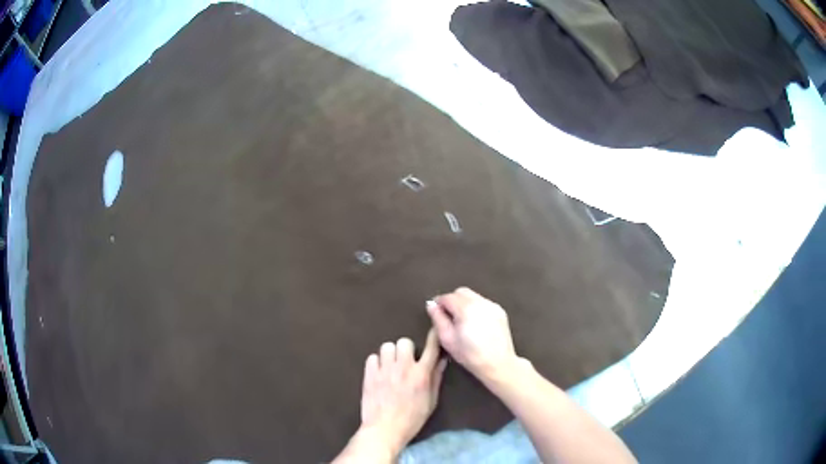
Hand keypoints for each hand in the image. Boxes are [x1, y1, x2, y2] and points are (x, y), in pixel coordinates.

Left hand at [341, 329, 446, 461]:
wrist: (384, 429)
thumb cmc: (412, 419)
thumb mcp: (431, 401)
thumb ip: (436, 379)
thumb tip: (442, 360)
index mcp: (421, 374)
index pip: (431, 348)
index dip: (433, 337)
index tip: (433, 330)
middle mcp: (403, 367)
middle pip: (404, 342)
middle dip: (406, 350)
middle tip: (405, 361)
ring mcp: (384, 370)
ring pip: (387, 346)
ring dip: (390, 355)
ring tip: (390, 367)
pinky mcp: (369, 374)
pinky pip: (372, 357)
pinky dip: (376, 363)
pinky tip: (379, 373)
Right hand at [427, 287, 519, 383]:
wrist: (498, 363)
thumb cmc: (469, 355)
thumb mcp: (448, 339)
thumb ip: (438, 319)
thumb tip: (431, 305)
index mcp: (466, 308)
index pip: (447, 297)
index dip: (439, 303)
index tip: (435, 312)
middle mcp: (480, 302)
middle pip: (461, 292)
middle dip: (452, 300)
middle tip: (448, 316)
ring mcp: (492, 306)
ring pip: (473, 296)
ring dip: (464, 303)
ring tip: (462, 321)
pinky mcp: (500, 311)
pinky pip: (483, 303)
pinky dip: (476, 308)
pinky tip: (475, 323)